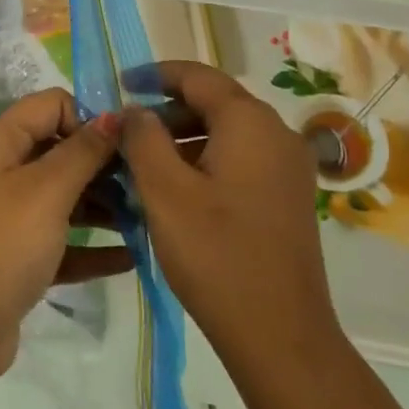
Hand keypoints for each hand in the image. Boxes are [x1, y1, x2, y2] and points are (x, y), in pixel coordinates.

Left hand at [0, 89, 120, 377]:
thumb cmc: (1, 246)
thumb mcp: (46, 191)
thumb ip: (83, 151)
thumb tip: (113, 114)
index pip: (50, 105)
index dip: (90, 116)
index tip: (130, 142)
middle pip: (59, 151)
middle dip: (103, 165)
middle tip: (148, 183)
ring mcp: (5, 217)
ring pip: (63, 198)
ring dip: (103, 206)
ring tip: (149, 219)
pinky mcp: (15, 258)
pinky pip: (60, 241)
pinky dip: (90, 246)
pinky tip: (132, 257)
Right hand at [120, 62, 336, 372]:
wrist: (279, 333)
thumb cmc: (216, 255)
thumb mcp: (165, 192)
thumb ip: (144, 139)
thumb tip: (135, 110)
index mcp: (250, 122)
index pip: (198, 77)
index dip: (155, 75)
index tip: (120, 84)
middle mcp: (277, 134)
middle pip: (215, 102)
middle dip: (167, 110)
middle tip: (125, 132)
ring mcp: (288, 167)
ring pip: (228, 133)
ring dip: (184, 138)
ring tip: (143, 163)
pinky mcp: (288, 196)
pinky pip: (241, 159)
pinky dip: (206, 160)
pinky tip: (177, 190)